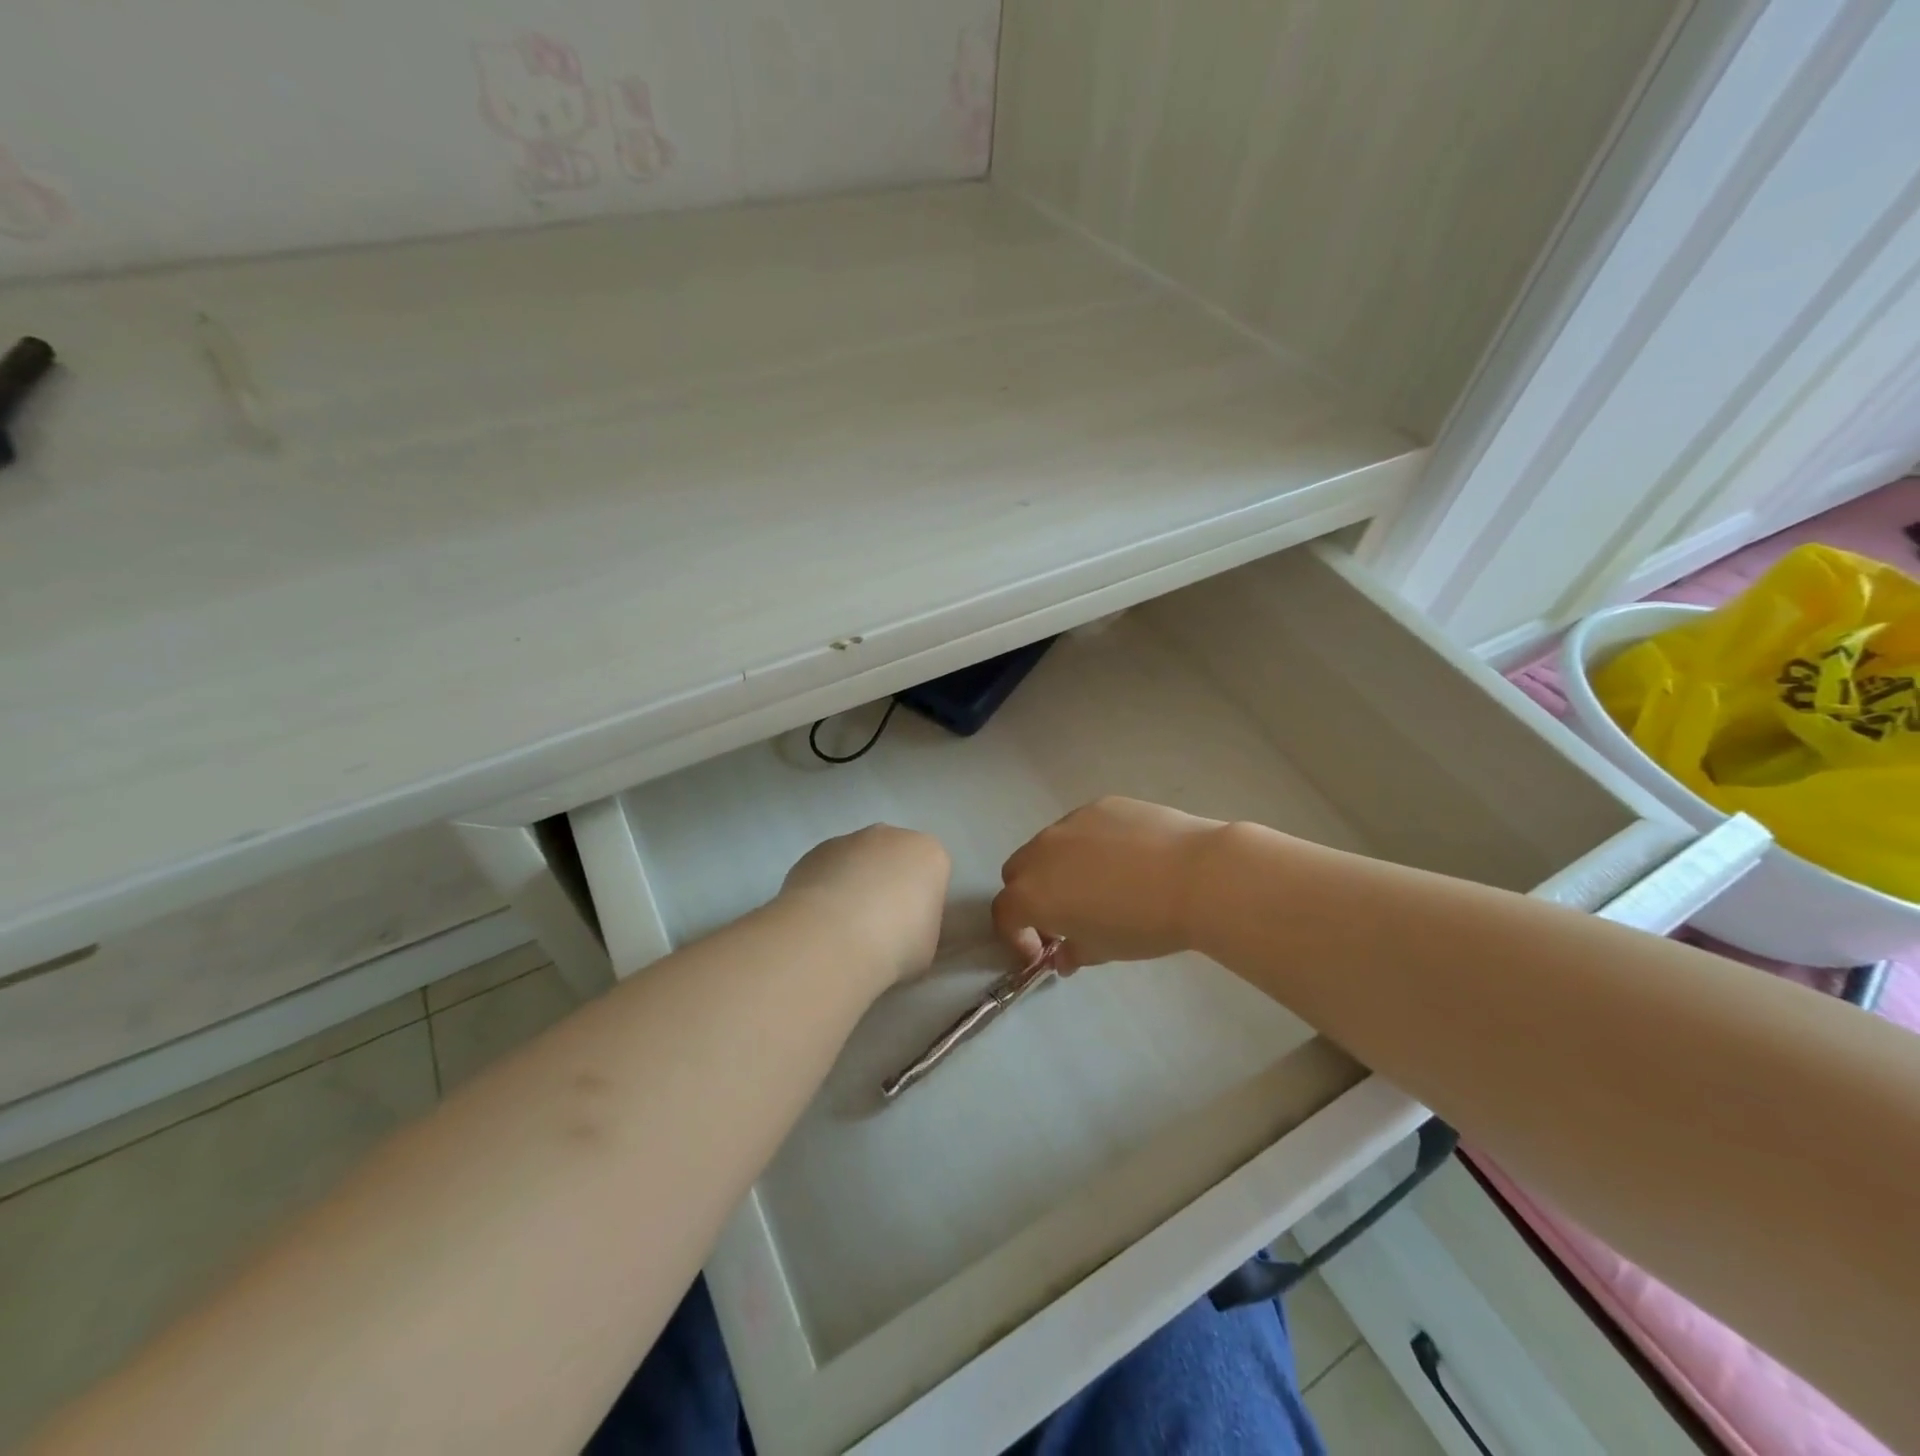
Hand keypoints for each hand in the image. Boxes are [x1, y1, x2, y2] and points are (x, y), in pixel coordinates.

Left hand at [779, 825, 951, 986]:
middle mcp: (891, 836)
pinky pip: (828, 868)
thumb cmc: (894, 944)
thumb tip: (904, 927)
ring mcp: (850, 839)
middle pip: (895, 857)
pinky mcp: (815, 851)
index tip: (912, 927)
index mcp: (929, 854)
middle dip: (889, 882)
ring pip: (859, 859)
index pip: (932, 871)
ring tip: (843, 926)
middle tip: (879, 924)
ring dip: (855, 882)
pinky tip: (820, 920)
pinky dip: (826, 887)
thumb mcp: (927, 944)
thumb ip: (920, 924)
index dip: (922, 900)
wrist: (832, 940)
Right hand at [992, 797, 1224, 972]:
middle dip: (1032, 896)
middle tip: (1065, 917)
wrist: (1196, 876)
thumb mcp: (1104, 951)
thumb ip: (1073, 953)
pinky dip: (1090, 845)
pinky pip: (1082, 828)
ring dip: (1059, 868)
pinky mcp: (1100, 805)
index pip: (1005, 913)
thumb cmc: (1143, 924)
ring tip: (1100, 885)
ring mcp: (1070, 822)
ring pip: (1050, 845)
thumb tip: (1064, 955)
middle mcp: (1042, 851)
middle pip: (1018, 873)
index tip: (1043, 951)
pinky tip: (1127, 859)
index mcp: (1033, 893)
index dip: (1017, 936)